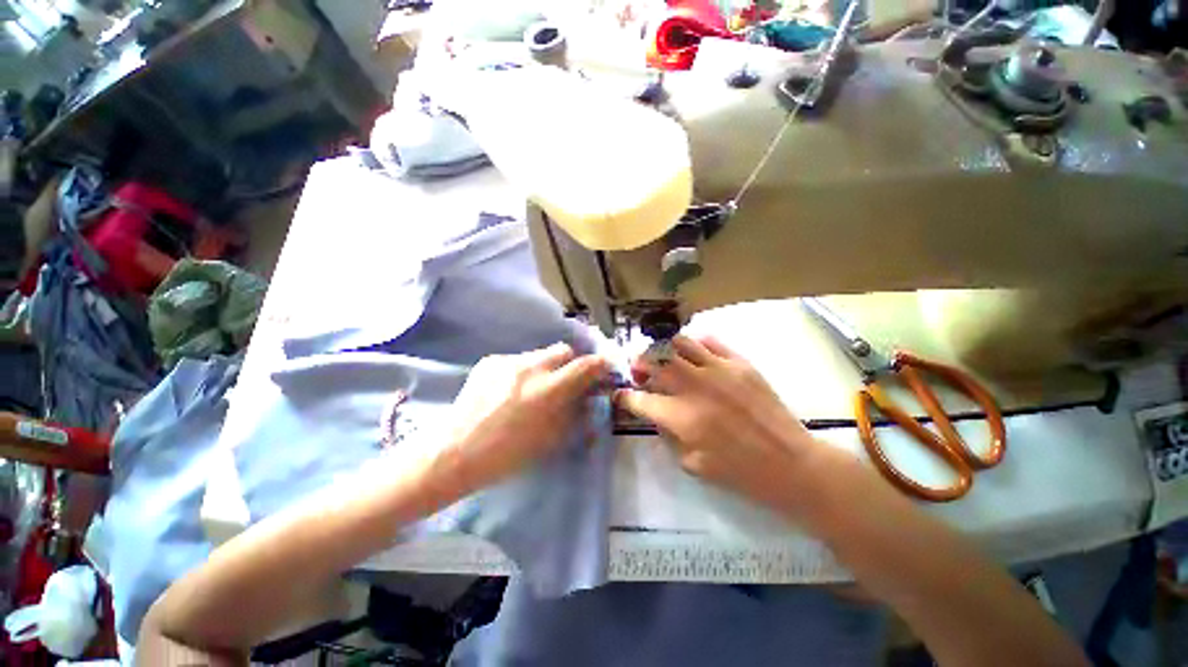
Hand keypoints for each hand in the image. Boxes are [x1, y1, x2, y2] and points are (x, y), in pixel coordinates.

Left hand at [441, 343, 609, 494]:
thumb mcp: (552, 438)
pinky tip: (509, 390)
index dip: (599, 365)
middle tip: (565, 380)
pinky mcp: (490, 360)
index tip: (603, 367)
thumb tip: (586, 394)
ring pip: (540, 354)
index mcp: (549, 390)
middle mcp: (531, 367)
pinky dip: (522, 371)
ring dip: (545, 367)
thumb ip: (574, 411)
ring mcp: (508, 361)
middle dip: (571, 363)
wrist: (455, 452)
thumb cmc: (508, 454)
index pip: (585, 365)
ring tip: (533, 388)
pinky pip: (517, 360)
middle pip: (564, 350)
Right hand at [615, 336, 830, 513]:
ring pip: (678, 343)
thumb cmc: (740, 472)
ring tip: (664, 358)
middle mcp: (694, 387)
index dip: (624, 397)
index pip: (639, 399)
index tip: (621, 395)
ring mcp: (719, 370)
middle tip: (639, 370)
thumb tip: (655, 413)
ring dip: (664, 349)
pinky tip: (694, 355)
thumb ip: (668, 434)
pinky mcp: (740, 363)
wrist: (790, 464)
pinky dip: (696, 344)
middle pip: (654, 361)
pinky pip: (710, 341)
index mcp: (681, 417)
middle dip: (638, 364)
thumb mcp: (692, 464)